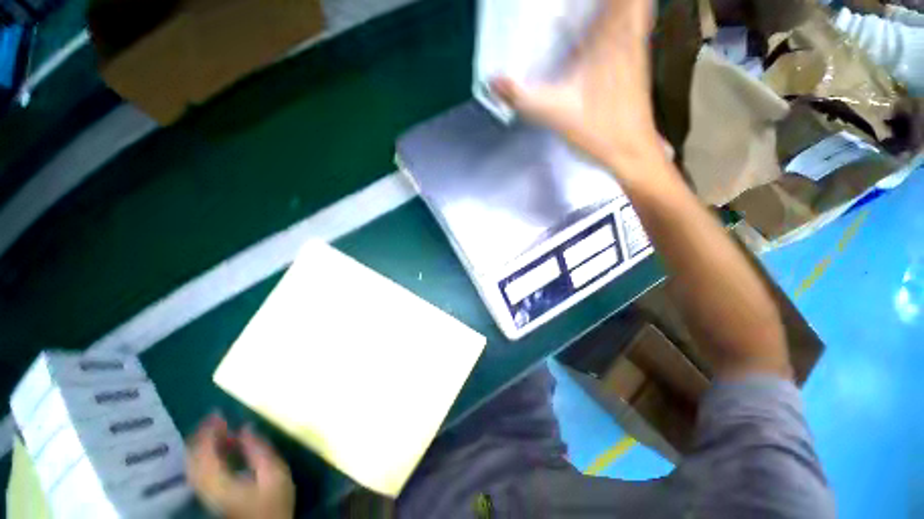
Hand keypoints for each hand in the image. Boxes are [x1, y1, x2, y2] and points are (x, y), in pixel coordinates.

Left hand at [187, 415, 294, 518]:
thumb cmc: (273, 500)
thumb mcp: (274, 473)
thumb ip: (259, 449)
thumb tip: (246, 427)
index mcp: (219, 481)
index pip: (203, 452)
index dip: (208, 430)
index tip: (218, 412)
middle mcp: (205, 486)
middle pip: (193, 457)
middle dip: (202, 434)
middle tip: (217, 417)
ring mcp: (205, 492)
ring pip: (193, 463)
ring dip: (202, 443)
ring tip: (219, 429)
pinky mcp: (210, 494)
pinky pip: (199, 469)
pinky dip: (205, 454)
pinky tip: (220, 448)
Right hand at [491, 0, 661, 179]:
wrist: (631, 152)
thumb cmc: (598, 131)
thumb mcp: (554, 113)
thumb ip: (522, 97)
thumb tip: (492, 82)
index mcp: (614, 35)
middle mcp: (629, 33)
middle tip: (574, 5)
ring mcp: (636, 47)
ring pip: (636, 6)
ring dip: (613, 4)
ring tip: (584, 10)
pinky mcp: (634, 62)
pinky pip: (632, 24)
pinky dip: (619, 15)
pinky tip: (599, 26)